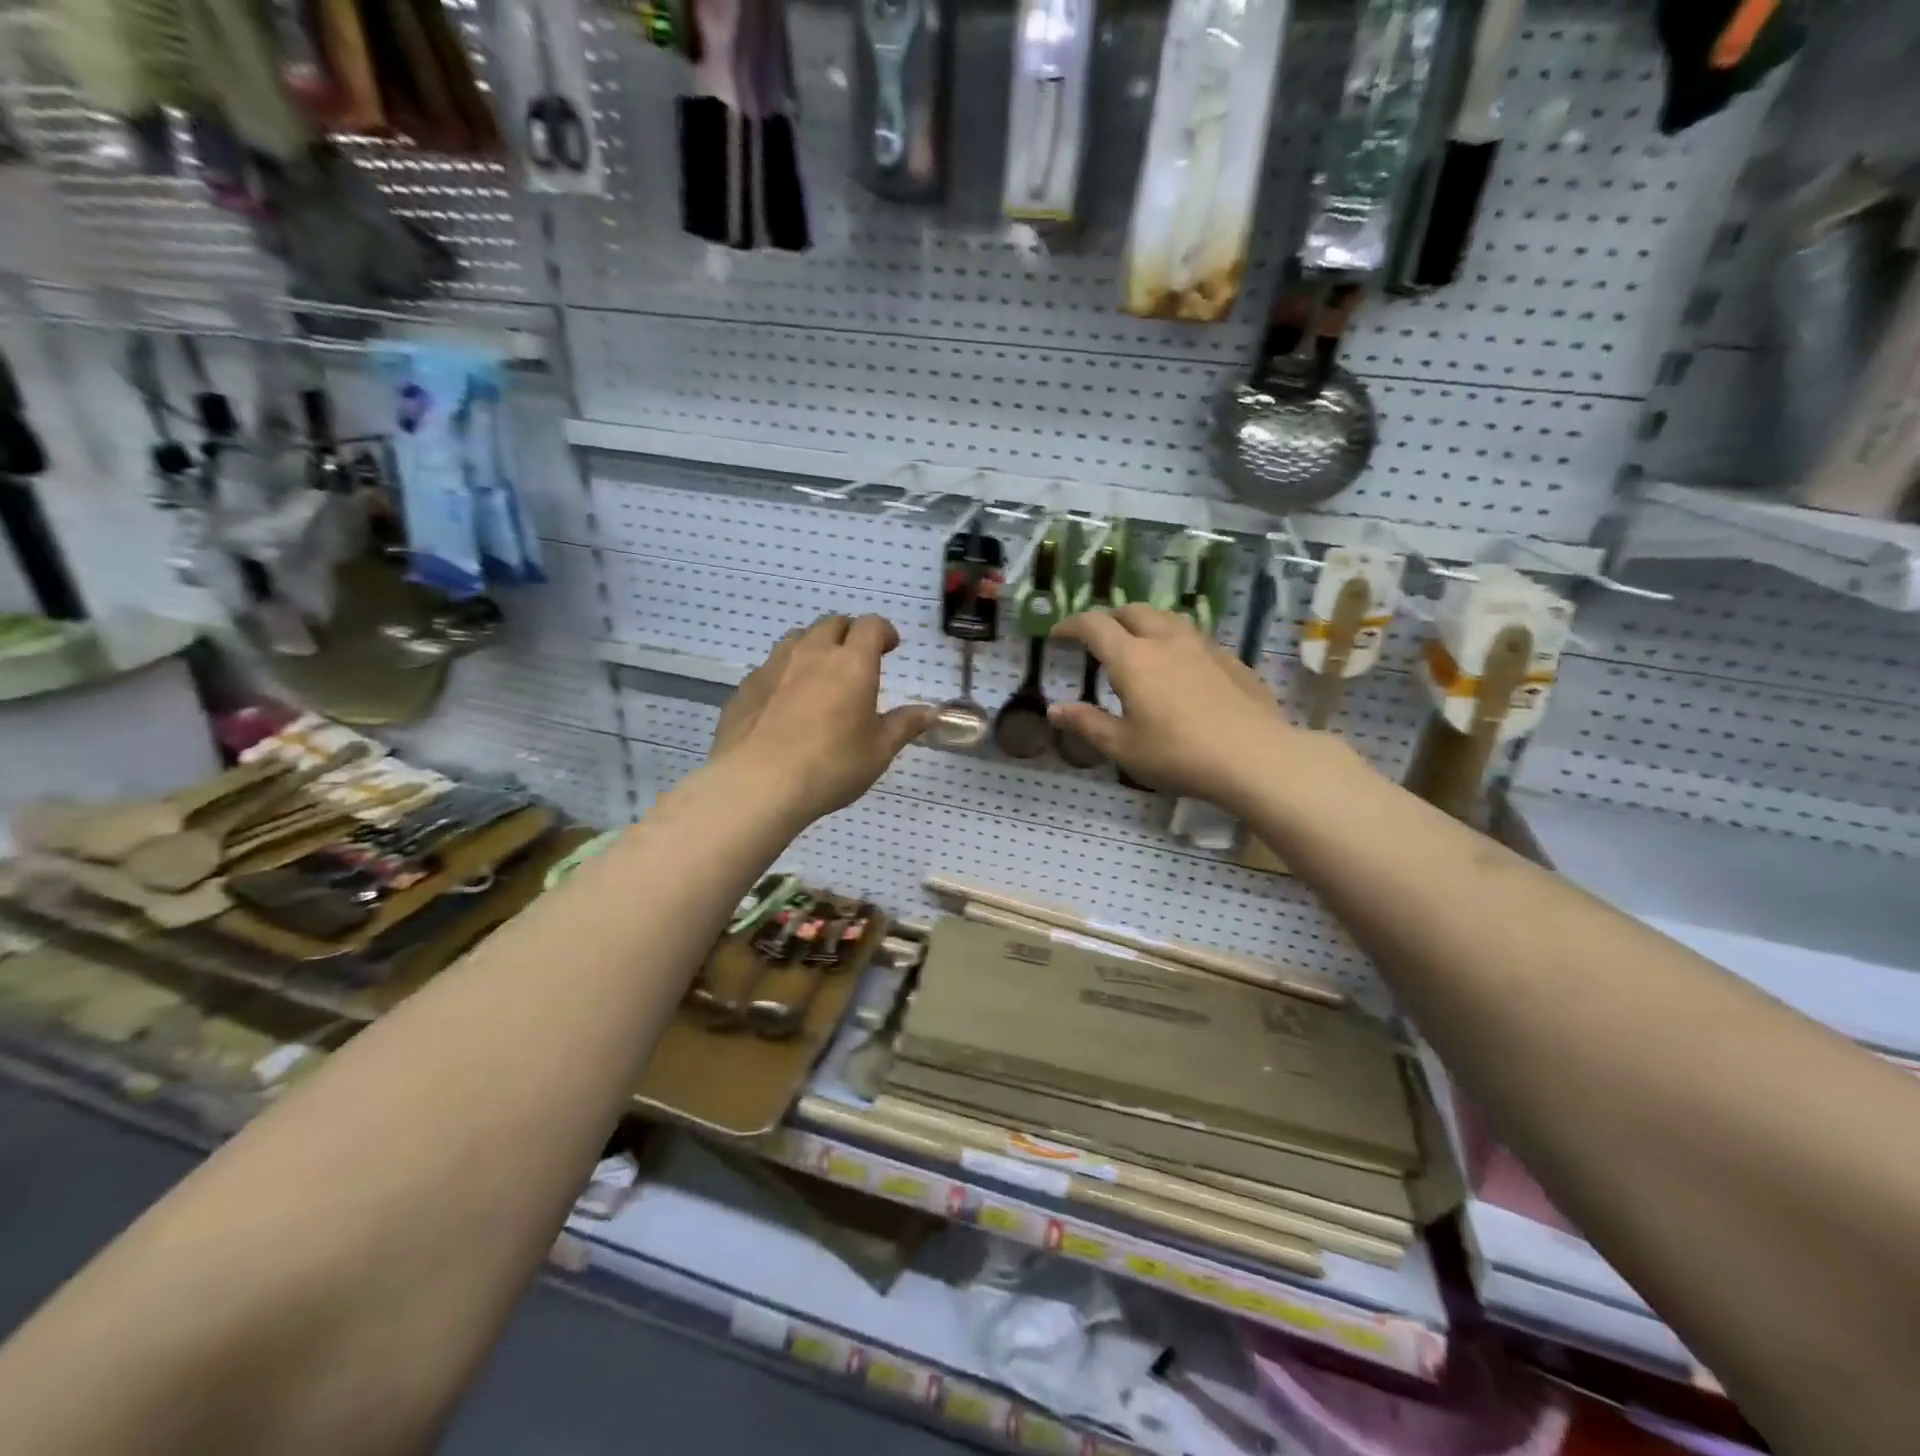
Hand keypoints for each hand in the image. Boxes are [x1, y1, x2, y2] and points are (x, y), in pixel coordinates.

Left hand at [710, 614, 935, 824]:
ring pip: (798, 639)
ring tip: (821, 674)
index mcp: (852, 663)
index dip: (884, 632)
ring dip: (815, 647)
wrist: (757, 785)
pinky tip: (786, 703)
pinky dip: (786, 673)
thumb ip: (904, 725)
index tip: (890, 647)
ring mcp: (774, 666)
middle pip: (832, 624)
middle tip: (857, 659)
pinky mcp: (746, 686)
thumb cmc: (831, 766)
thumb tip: (930, 712)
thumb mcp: (878, 751)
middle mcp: (812, 653)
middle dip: (849, 634)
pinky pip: (771, 666)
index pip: (871, 626)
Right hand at [1048, 604, 1300, 805]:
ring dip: (1145, 623)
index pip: (1094, 625)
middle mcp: (1166, 641)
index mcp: (1133, 659)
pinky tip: (1181, 667)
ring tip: (1139, 645)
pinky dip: (1176, 642)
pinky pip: (1195, 638)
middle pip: (1133, 611)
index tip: (1058, 634)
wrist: (1254, 757)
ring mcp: (1203, 647)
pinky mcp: (1231, 660)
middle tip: (1099, 639)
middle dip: (1110, 618)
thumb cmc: (1178, 754)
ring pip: (1168, 618)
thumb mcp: (1123, 747)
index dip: (1072, 624)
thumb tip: (1054, 710)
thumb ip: (1087, 724)